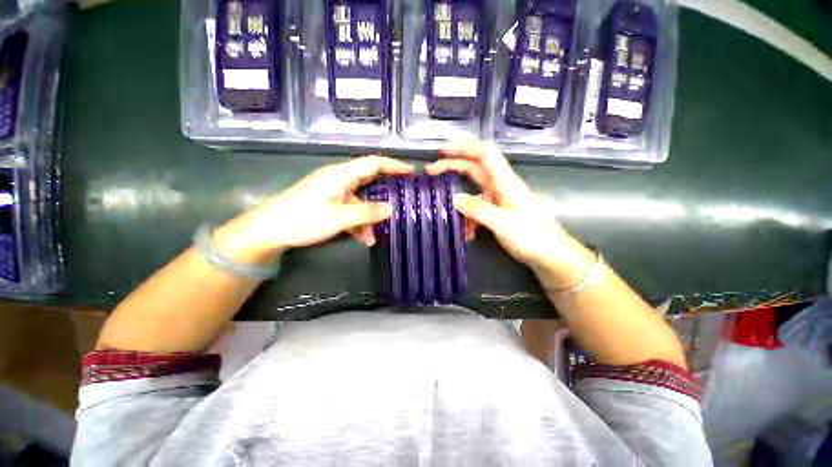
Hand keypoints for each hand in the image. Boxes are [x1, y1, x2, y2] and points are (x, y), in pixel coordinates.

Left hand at [214, 156, 413, 264]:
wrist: (269, 231)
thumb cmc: (302, 219)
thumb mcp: (338, 217)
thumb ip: (366, 213)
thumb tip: (391, 208)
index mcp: (341, 175)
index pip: (373, 163)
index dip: (393, 165)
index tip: (411, 171)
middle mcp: (340, 180)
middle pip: (369, 181)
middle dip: (386, 191)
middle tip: (403, 199)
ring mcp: (335, 193)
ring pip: (361, 201)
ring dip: (369, 218)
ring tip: (373, 237)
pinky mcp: (330, 204)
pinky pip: (351, 211)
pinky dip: (358, 224)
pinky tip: (362, 239)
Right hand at [425, 140, 593, 288]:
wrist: (551, 255)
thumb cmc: (532, 237)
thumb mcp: (503, 223)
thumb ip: (478, 210)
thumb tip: (454, 198)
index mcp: (505, 182)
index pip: (485, 154)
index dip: (464, 147)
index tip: (442, 151)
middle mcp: (501, 186)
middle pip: (474, 168)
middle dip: (452, 167)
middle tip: (431, 171)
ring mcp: (498, 200)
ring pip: (473, 192)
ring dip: (459, 201)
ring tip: (445, 213)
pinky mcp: (497, 213)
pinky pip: (477, 210)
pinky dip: (468, 218)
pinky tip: (466, 233)